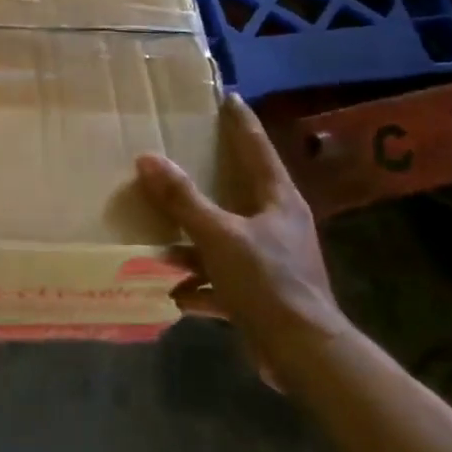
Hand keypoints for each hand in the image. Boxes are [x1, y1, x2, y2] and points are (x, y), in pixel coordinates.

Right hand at [136, 95, 345, 384]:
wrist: (304, 354)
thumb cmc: (268, 282)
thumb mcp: (219, 236)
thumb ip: (183, 199)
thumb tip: (148, 158)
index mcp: (278, 201)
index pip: (257, 148)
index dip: (241, 122)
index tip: (228, 97)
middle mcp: (277, 225)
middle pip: (239, 191)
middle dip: (208, 179)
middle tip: (181, 156)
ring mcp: (270, 261)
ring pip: (225, 238)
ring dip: (194, 240)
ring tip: (159, 232)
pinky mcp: (261, 295)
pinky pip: (220, 280)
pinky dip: (198, 286)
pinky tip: (172, 292)